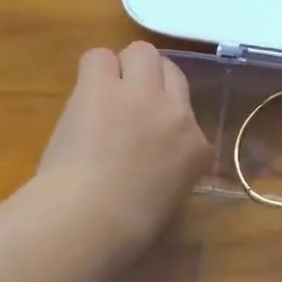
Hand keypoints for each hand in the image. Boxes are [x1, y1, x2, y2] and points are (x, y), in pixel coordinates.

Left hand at [33, 42, 212, 260]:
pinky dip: (92, 72)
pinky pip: (99, 57)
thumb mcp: (166, 199)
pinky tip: (84, 95)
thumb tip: (148, 162)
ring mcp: (141, 94)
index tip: (146, 132)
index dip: (164, 116)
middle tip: (125, 103)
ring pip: (141, 52)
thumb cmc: (124, 229)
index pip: (189, 113)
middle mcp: (177, 113)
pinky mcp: (103, 86)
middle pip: (171, 71)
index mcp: (196, 149)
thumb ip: (168, 170)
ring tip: (103, 93)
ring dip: (123, 68)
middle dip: (151, 82)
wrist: (89, 219)